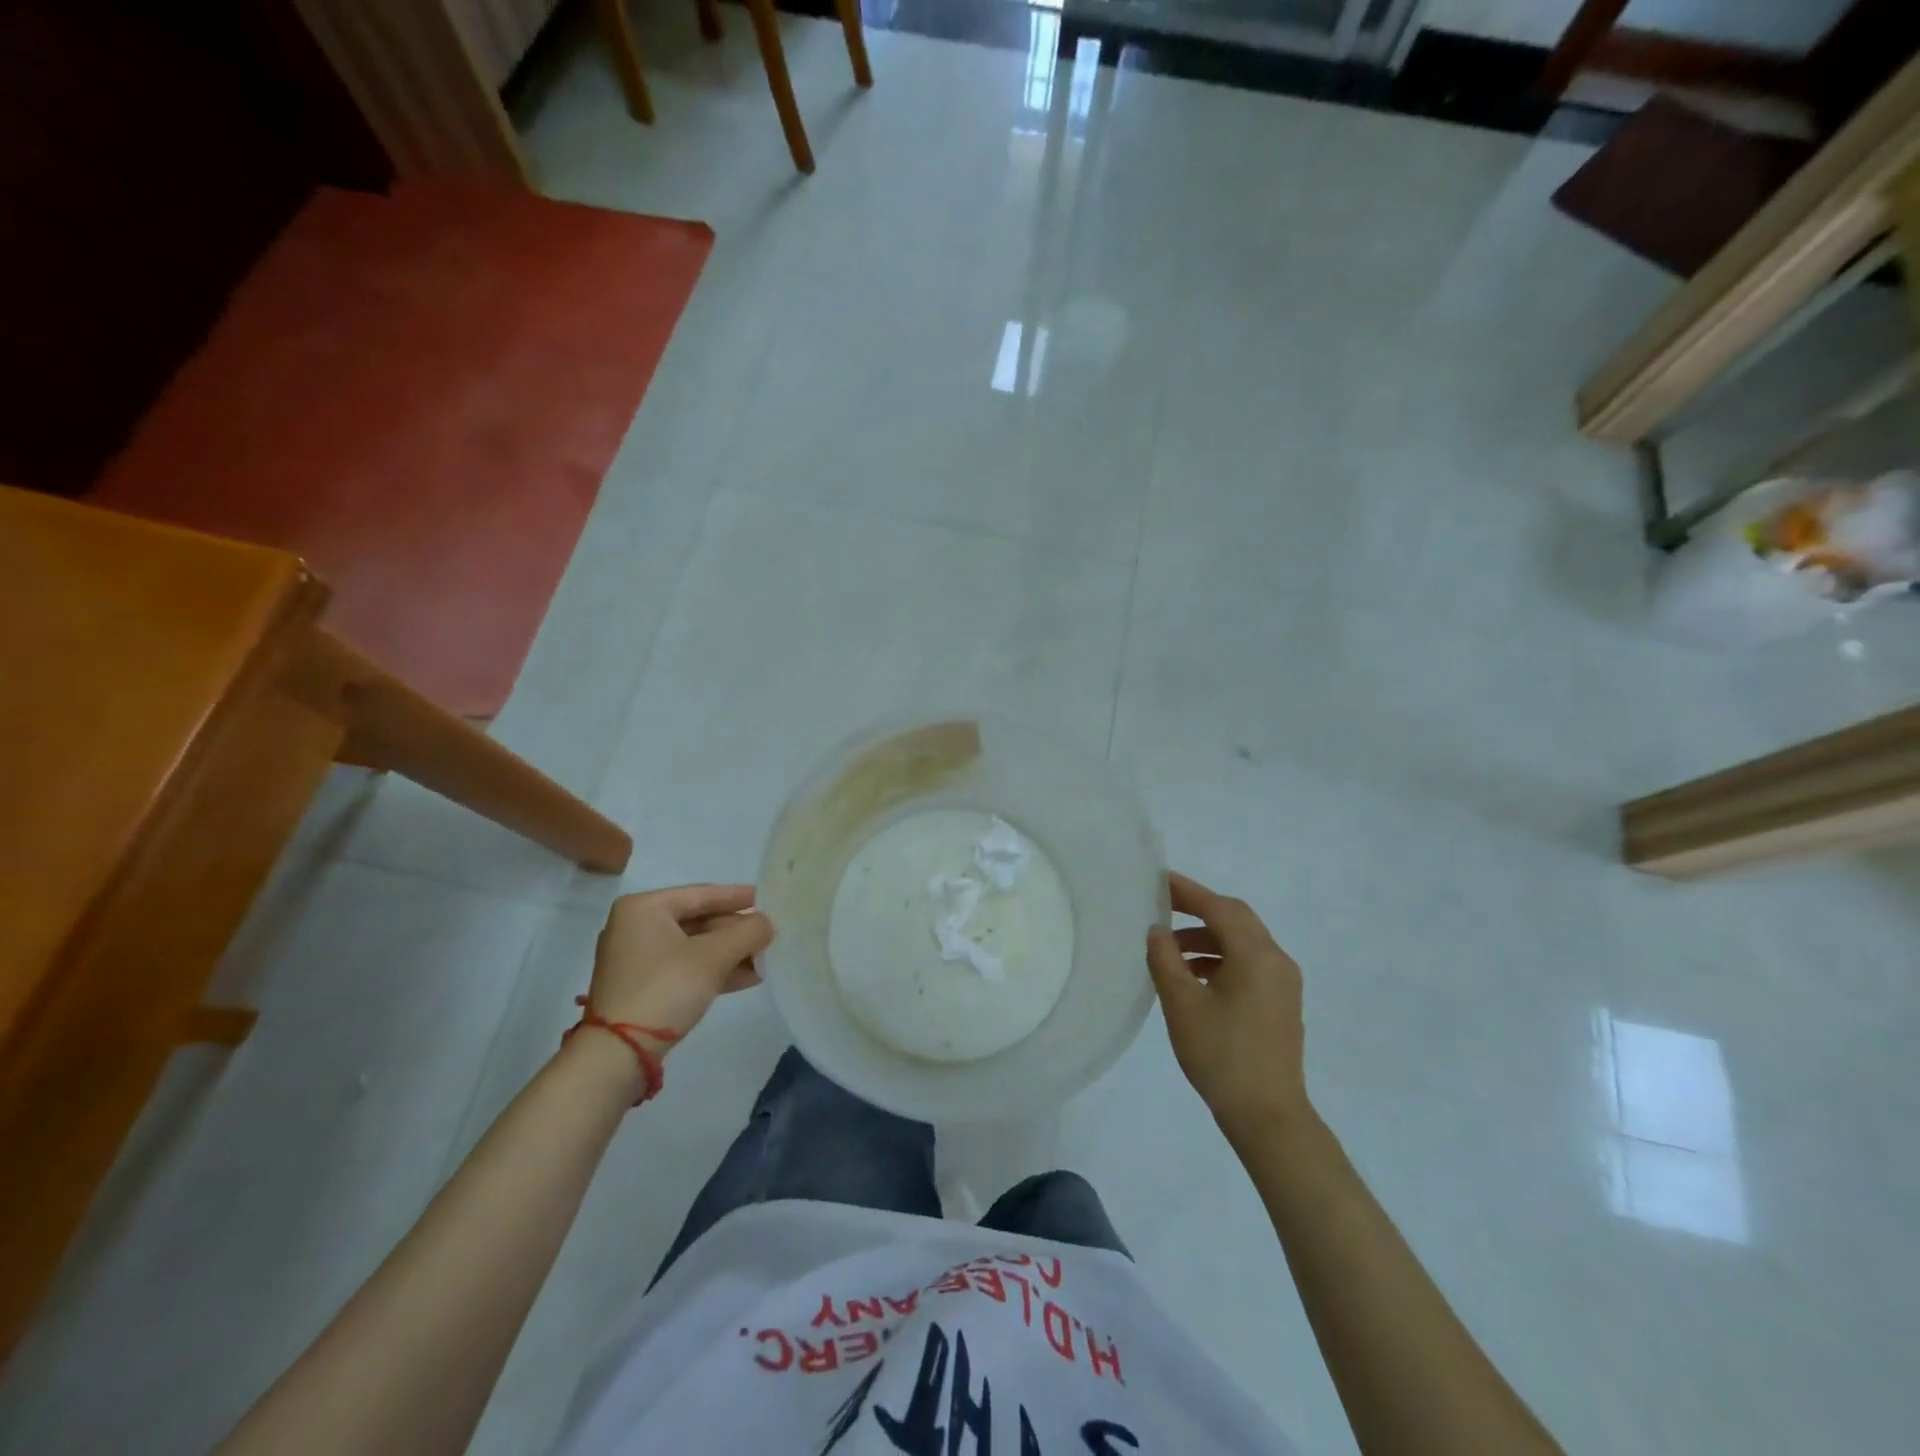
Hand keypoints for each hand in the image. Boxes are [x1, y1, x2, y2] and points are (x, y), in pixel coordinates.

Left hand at [588, 885, 774, 1047]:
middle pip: (699, 920)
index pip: (702, 894)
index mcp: (644, 908)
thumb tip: (767, 923)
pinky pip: (685, 967)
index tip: (768, 899)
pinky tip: (747, 977)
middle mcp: (636, 927)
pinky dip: (714, 970)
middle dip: (736, 931)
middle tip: (769, 934)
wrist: (618, 1054)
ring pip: (694, 947)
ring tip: (765, 958)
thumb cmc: (665, 988)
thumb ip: (747, 932)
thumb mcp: (713, 956)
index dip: (738, 897)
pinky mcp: (642, 987)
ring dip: (730, 953)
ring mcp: (637, 959)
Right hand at [1146, 871, 1309, 1138]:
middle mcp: (1276, 961)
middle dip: (1198, 910)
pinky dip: (1220, 959)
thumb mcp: (1182, 1004)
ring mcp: (1283, 983)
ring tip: (1169, 949)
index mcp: (1256, 955)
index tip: (1159, 880)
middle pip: (1236, 919)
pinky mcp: (1280, 1003)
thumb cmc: (1221, 1056)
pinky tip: (1193, 976)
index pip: (1219, 908)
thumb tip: (1158, 932)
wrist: (1268, 1116)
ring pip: (1242, 942)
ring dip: (1207, 938)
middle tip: (1162, 907)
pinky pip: (1248, 964)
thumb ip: (1166, 959)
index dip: (1188, 891)